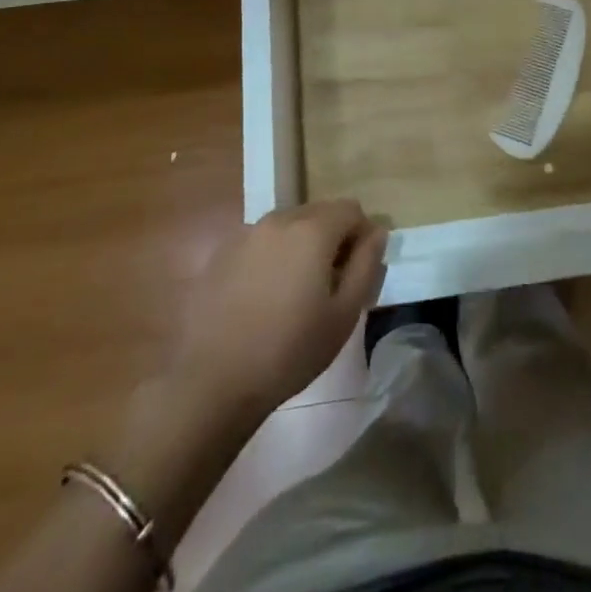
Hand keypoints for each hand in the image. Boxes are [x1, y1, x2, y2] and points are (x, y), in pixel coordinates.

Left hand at [170, 200, 388, 418]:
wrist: (214, 382)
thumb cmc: (290, 350)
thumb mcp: (344, 314)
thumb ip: (366, 264)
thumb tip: (376, 232)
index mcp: (312, 229)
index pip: (351, 209)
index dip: (362, 234)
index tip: (359, 270)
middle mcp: (279, 219)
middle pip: (319, 213)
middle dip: (332, 238)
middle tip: (331, 282)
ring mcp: (246, 234)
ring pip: (288, 225)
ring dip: (301, 245)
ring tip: (297, 290)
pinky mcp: (222, 253)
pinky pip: (261, 242)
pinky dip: (272, 257)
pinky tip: (265, 296)